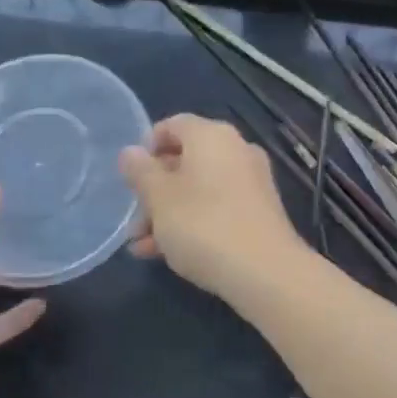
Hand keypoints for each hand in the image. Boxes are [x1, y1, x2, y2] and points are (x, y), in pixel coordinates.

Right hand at [118, 114, 306, 301]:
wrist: (266, 272)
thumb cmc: (203, 224)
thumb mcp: (159, 198)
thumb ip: (140, 171)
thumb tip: (130, 152)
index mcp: (211, 135)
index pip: (172, 125)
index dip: (147, 147)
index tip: (130, 176)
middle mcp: (235, 150)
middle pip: (184, 160)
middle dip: (154, 190)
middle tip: (134, 220)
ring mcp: (251, 181)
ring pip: (198, 189)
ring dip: (168, 212)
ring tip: (142, 245)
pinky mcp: (259, 212)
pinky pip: (217, 208)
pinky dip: (192, 223)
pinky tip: (167, 255)